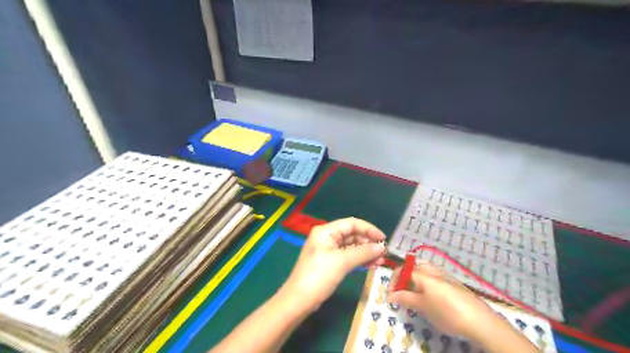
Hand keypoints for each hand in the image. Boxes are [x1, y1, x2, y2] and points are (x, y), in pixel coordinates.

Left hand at [279, 218, 386, 314]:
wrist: (298, 300)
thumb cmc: (319, 276)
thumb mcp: (342, 262)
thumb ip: (363, 252)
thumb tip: (382, 247)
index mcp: (326, 231)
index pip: (352, 223)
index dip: (369, 229)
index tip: (384, 239)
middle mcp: (327, 237)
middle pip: (352, 233)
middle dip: (368, 242)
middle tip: (383, 252)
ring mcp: (328, 250)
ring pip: (351, 246)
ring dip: (365, 251)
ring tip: (380, 260)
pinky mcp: (330, 262)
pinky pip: (347, 256)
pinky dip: (359, 259)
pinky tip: (371, 264)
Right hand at [388, 261, 500, 341]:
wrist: (480, 321)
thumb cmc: (447, 313)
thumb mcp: (423, 307)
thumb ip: (405, 299)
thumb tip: (391, 295)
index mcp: (424, 274)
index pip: (402, 270)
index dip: (393, 281)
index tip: (390, 295)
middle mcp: (434, 270)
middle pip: (414, 266)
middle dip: (404, 276)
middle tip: (401, 290)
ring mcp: (445, 275)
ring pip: (425, 269)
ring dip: (415, 277)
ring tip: (414, 292)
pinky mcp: (454, 283)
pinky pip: (434, 275)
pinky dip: (426, 281)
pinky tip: (430, 295)